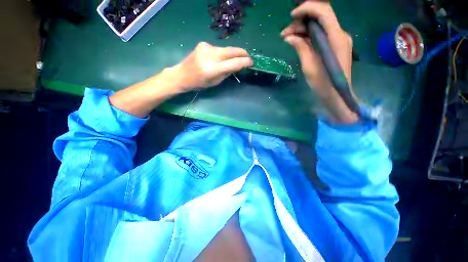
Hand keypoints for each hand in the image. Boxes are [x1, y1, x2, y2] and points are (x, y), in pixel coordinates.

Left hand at [173, 42, 252, 91]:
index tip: (251, 62)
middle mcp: (210, 55)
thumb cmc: (200, 83)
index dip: (244, 62)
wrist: (182, 75)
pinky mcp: (203, 43)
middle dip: (242, 53)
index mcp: (213, 69)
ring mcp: (206, 47)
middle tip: (247, 57)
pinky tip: (220, 58)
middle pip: (231, 51)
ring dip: (232, 54)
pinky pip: (218, 48)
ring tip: (234, 59)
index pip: (233, 63)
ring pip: (226, 49)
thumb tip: (239, 65)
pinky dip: (222, 53)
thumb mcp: (215, 81)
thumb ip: (228, 72)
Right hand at [281, 0, 357, 123]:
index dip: (307, 9)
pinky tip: (297, 42)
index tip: (292, 17)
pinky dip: (308, 37)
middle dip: (301, 22)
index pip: (324, 12)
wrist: (336, 95)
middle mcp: (340, 34)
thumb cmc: (322, 83)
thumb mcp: (309, 66)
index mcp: (336, 38)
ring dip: (303, 30)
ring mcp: (338, 40)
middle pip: (321, 17)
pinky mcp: (335, 46)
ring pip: (319, 26)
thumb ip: (301, 48)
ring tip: (287, 38)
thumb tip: (289, 37)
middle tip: (285, 33)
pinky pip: (321, 35)